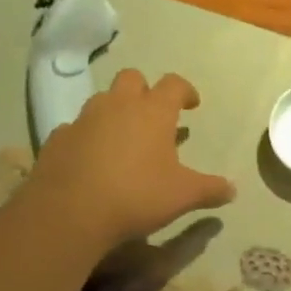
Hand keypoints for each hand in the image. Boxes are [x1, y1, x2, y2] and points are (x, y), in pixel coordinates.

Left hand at [25, 69, 235, 248]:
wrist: (70, 211)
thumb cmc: (136, 195)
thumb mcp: (182, 196)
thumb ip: (209, 189)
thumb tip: (232, 190)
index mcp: (152, 111)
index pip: (173, 84)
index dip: (185, 90)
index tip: (191, 104)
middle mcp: (117, 105)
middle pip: (132, 78)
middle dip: (145, 90)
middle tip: (153, 115)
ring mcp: (84, 119)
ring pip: (102, 100)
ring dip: (114, 111)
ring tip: (123, 138)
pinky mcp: (58, 138)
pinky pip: (76, 128)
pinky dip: (87, 136)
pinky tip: (91, 159)